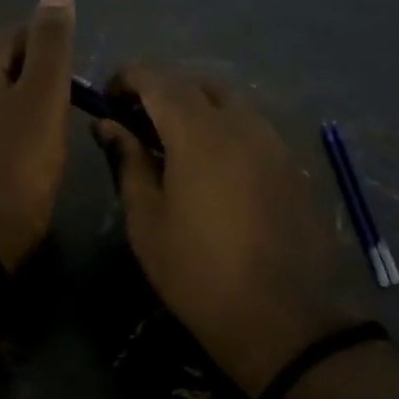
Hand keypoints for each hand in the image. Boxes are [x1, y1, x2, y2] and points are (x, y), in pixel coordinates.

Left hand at [0, 0, 76, 270]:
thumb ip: (52, 39)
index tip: (72, 95)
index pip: (23, 35)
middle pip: (12, 62)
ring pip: (4, 92)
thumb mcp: (45, 92)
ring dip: (31, 106)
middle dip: (43, 83)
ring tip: (48, 137)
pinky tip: (27, 152)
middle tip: (61, 118)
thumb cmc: (20, 157)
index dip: (56, 61)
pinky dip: (14, 127)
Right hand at [95, 68, 366, 395]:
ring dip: (194, 108)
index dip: (128, 77)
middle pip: (195, 83)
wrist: (287, 321)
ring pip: (228, 101)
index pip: (157, 78)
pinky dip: (223, 128)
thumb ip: (127, 162)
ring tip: (171, 144)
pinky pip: (251, 126)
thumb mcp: (148, 221)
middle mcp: (241, 123)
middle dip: (161, 90)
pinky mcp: (292, 164)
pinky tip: (210, 167)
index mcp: (199, 132)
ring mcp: (273, 141)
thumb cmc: (200, 274)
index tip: (106, 97)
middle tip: (135, 122)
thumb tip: (107, 125)